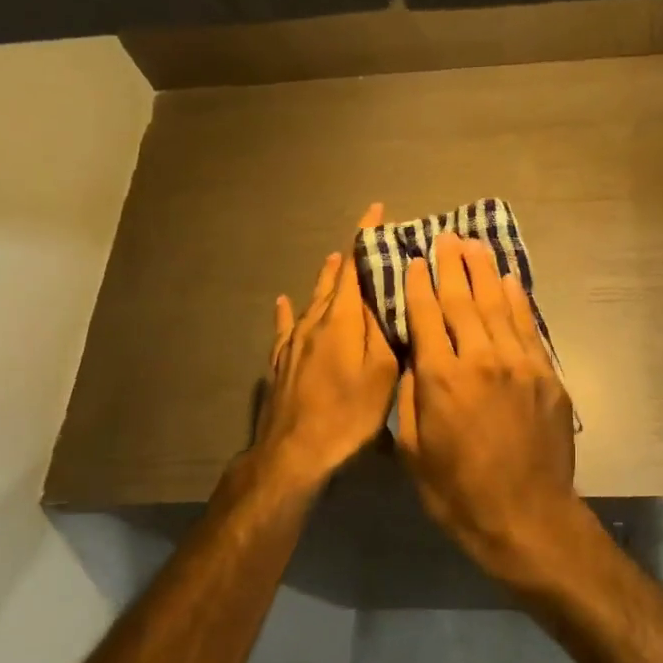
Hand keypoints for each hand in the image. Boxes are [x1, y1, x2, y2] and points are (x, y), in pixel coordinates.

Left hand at [253, 203, 399, 491]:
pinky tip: (284, 300)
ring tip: (334, 259)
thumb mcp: (382, 372)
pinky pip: (286, 325)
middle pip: (333, 279)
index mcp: (342, 319)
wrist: (294, 452)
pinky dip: (290, 310)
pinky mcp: (280, 361)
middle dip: (350, 257)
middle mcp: (315, 320)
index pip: (354, 266)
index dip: (365, 237)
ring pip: (312, 299)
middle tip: (366, 241)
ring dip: (326, 278)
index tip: (376, 211)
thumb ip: (382, 328)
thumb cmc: (349, 413)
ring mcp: (293, 341)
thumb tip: (382, 291)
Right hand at [397, 231, 581, 581]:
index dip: (418, 285)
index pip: (427, 317)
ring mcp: (520, 364)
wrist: (526, 516)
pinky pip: (529, 327)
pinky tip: (509, 281)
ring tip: (474, 244)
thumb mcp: (412, 449)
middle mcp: (481, 360)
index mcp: (442, 379)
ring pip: (499, 306)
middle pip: (464, 301)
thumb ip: (411, 395)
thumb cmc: (457, 491)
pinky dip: (517, 300)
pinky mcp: (547, 375)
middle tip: (444, 237)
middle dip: (451, 266)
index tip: (413, 260)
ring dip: (485, 272)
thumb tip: (414, 356)